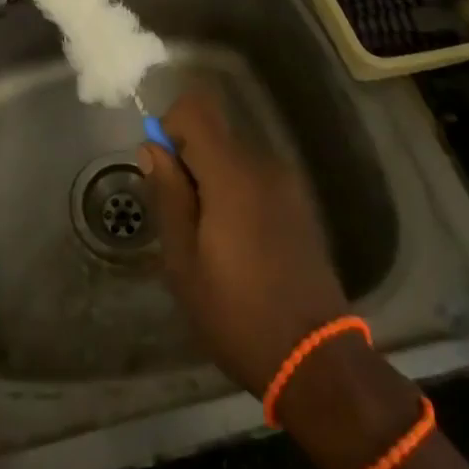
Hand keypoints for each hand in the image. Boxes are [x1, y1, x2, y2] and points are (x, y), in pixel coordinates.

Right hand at [139, 85, 352, 398]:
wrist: (316, 360)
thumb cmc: (237, 313)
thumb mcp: (183, 261)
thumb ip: (168, 195)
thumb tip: (152, 147)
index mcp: (232, 173)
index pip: (195, 108)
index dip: (170, 126)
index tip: (163, 170)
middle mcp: (263, 164)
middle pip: (214, 132)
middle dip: (189, 160)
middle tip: (181, 216)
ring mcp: (287, 183)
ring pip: (233, 156)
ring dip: (212, 179)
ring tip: (209, 237)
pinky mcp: (300, 204)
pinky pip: (255, 177)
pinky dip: (236, 193)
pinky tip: (238, 243)